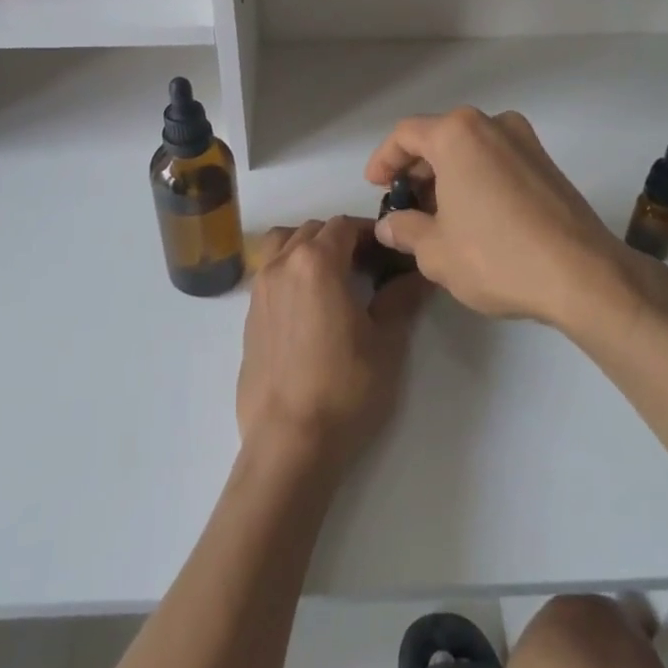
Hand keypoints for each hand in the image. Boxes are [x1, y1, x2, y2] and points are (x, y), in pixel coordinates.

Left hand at [236, 218, 428, 475]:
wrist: (290, 442)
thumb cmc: (345, 388)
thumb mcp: (386, 342)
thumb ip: (401, 298)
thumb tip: (419, 274)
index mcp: (316, 262)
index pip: (345, 226)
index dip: (371, 233)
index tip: (391, 253)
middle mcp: (281, 265)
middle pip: (313, 230)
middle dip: (342, 239)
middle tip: (369, 268)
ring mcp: (259, 289)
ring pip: (283, 245)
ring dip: (309, 247)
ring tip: (333, 278)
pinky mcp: (249, 316)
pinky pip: (270, 273)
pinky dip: (290, 270)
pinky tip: (310, 306)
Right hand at [365, 109, 646, 328]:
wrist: (583, 275)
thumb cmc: (497, 256)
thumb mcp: (436, 251)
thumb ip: (405, 230)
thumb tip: (389, 225)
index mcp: (458, 134)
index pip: (406, 134)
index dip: (383, 159)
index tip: (374, 186)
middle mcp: (492, 124)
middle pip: (440, 137)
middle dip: (417, 170)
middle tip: (404, 205)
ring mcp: (525, 141)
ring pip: (470, 149)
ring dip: (447, 175)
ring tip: (436, 216)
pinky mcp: (547, 164)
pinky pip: (496, 161)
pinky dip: (476, 179)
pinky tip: (472, 217)